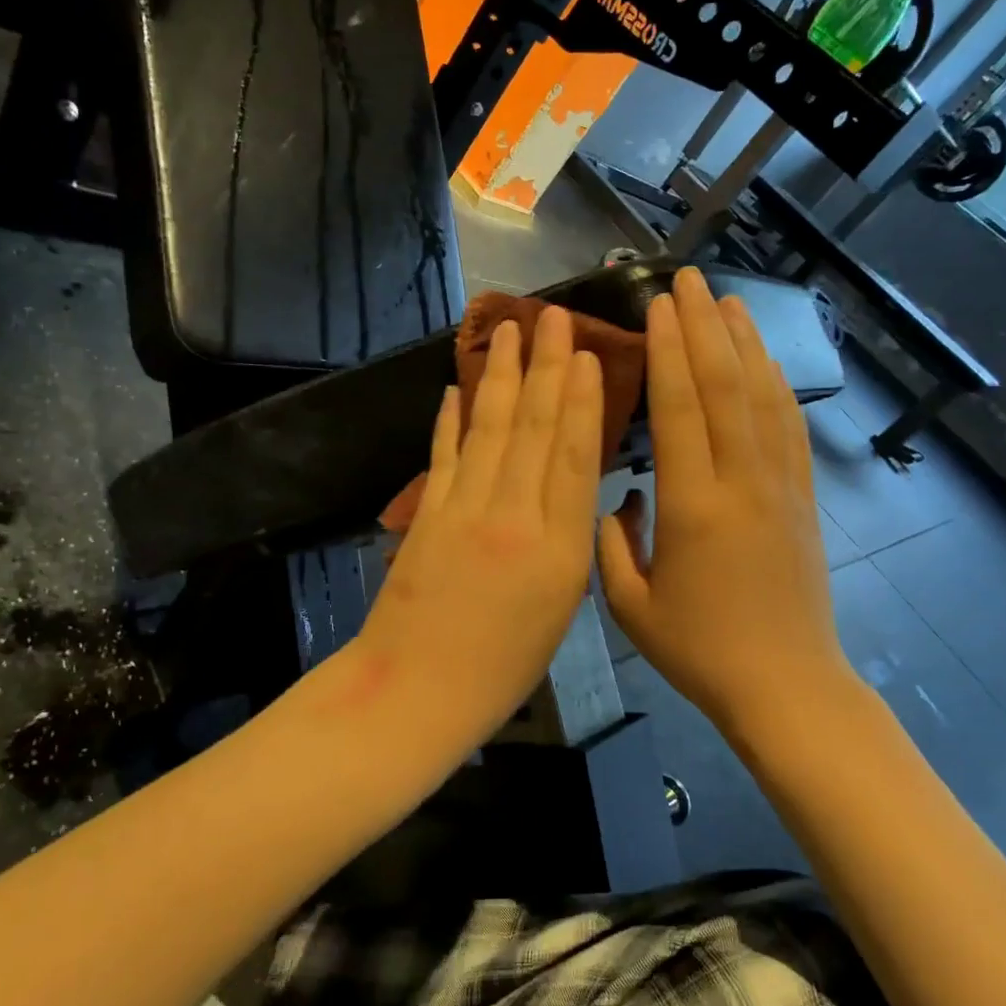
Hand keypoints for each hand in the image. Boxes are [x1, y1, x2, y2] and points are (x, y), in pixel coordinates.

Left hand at [355, 306, 604, 723]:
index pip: (571, 456)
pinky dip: (450, 419)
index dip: (580, 400)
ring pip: (487, 428)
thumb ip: (569, 541)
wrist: (420, 689)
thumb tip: (571, 485)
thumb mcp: (561, 607)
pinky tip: (457, 387)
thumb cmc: (505, 666)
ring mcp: (462, 510)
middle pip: (530, 428)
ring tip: (507, 330)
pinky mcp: (426, 514)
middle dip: (543, 367)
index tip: (585, 354)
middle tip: (551, 316)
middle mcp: (511, 515)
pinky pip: (443, 455)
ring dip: (498, 376)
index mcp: (557, 547)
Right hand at [598, 268, 846, 730]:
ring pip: (763, 395)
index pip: (680, 407)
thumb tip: (621, 496)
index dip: (669, 350)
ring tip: (726, 299)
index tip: (656, 306)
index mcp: (692, 506)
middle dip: (704, 325)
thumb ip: (612, 542)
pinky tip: (763, 358)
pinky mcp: (802, 497)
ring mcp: (779, 485)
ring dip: (744, 341)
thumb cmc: (699, 650)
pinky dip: (775, 383)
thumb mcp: (630, 606)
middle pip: (724, 384)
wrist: (785, 686)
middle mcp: (741, 481)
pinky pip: (790, 426)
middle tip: (687, 280)